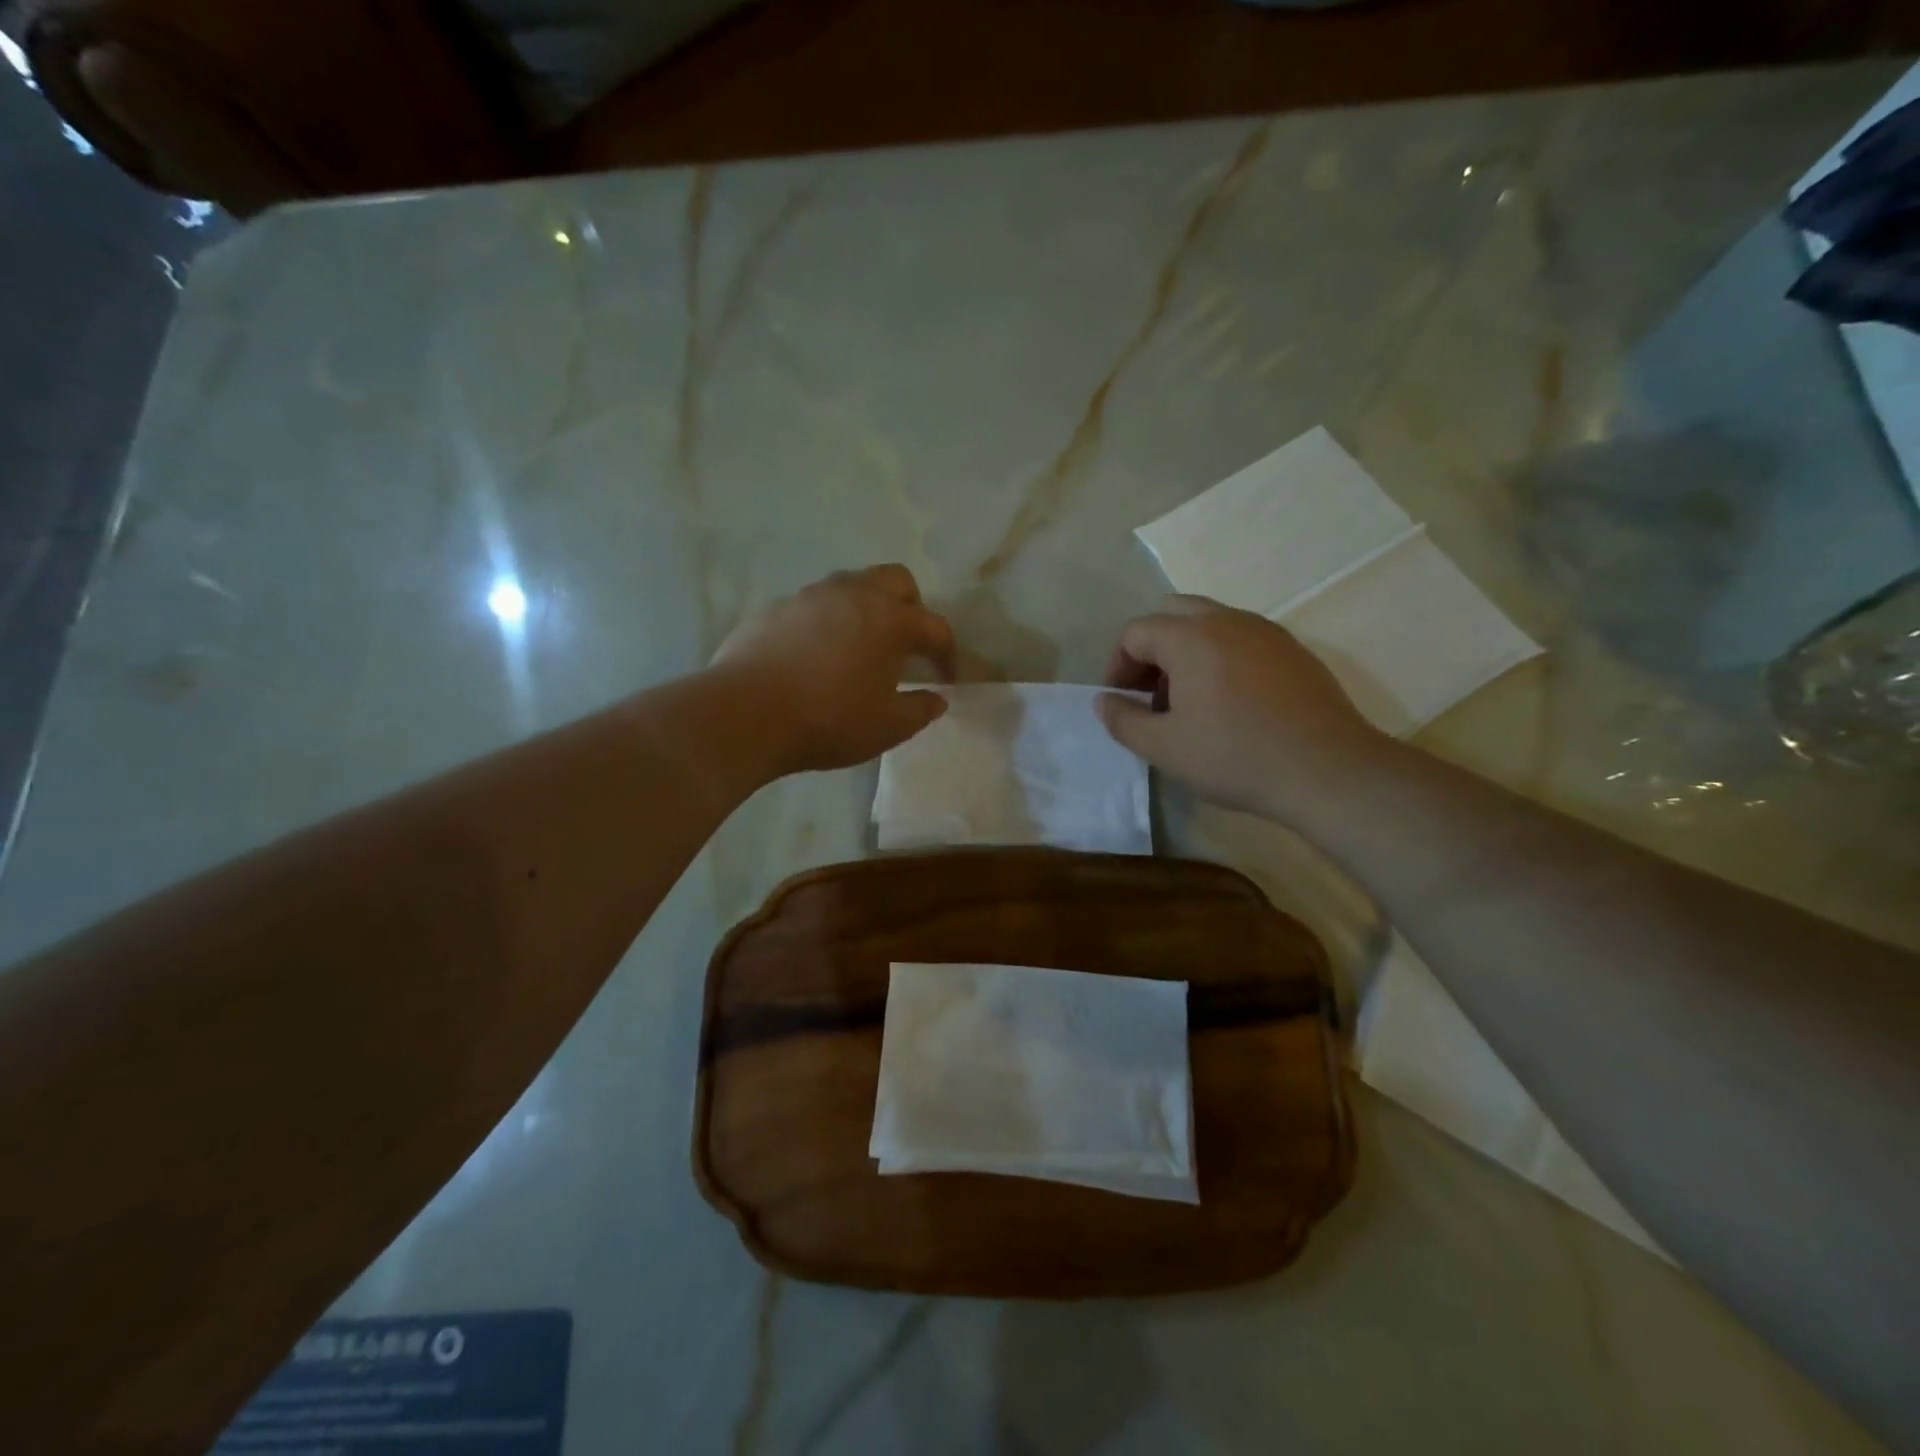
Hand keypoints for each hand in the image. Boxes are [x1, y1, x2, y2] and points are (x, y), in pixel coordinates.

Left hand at [710, 565, 954, 775]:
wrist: (746, 713)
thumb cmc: (829, 719)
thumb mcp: (887, 727)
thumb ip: (920, 710)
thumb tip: (937, 698)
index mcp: (889, 619)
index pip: (935, 627)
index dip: (947, 653)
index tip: (947, 678)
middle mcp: (853, 594)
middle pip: (896, 581)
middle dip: (911, 608)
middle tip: (905, 645)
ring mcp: (810, 596)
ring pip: (851, 586)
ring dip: (866, 609)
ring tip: (860, 648)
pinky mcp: (775, 608)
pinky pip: (813, 605)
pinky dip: (826, 622)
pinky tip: (816, 656)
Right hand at [1099, 594, 1390, 822]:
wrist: (1327, 770)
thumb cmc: (1235, 757)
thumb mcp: (1164, 748)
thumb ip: (1123, 720)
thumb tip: (1104, 701)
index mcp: (1190, 637)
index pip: (1135, 632)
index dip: (1117, 666)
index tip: (1122, 703)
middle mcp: (1227, 620)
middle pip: (1172, 613)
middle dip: (1150, 649)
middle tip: (1150, 693)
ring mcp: (1265, 631)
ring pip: (1209, 622)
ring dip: (1185, 651)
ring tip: (1188, 701)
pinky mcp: (1293, 650)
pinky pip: (1241, 638)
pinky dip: (1220, 657)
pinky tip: (1229, 702)